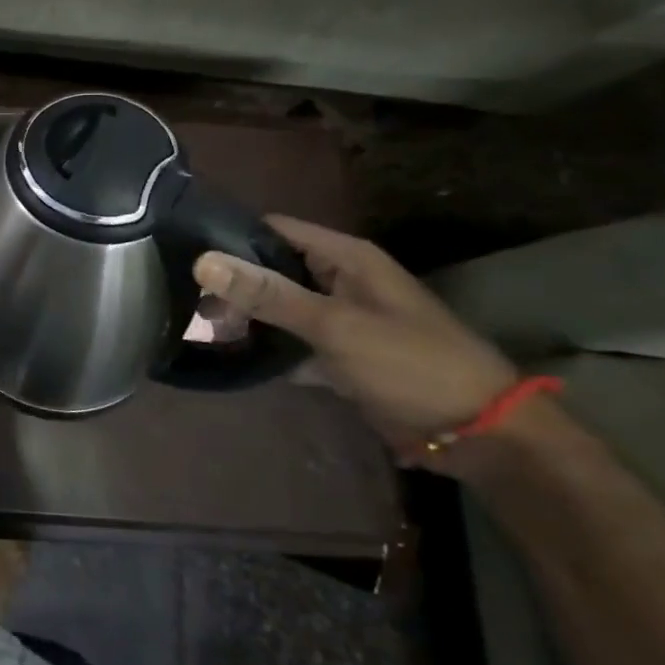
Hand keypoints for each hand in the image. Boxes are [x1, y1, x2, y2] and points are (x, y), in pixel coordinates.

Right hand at [193, 216, 516, 456]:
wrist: (481, 435)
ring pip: (279, 307)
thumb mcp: (335, 325)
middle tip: (184, 298)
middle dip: (232, 282)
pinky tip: (230, 356)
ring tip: (195, 324)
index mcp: (344, 257)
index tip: (183, 251)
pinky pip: (291, 342)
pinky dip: (267, 348)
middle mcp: (339, 279)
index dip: (230, 235)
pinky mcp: (339, 354)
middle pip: (272, 268)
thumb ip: (268, 293)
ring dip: (246, 316)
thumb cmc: (410, 364)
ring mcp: (339, 318)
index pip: (273, 229)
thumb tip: (203, 261)